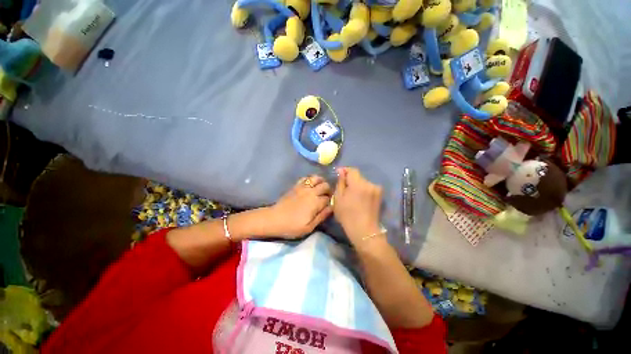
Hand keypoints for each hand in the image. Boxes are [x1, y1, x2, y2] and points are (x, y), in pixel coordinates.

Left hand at [266, 175, 332, 238]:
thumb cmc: (292, 226)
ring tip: (320, 188)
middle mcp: (311, 192)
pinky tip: (310, 185)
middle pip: (325, 185)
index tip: (329, 205)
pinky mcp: (296, 186)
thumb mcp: (309, 227)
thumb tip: (331, 207)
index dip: (331, 201)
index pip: (329, 198)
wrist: (274, 219)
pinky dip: (311, 179)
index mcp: (316, 203)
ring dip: (321, 182)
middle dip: (328, 190)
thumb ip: (322, 216)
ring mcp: (303, 187)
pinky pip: (306, 178)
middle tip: (326, 196)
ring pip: (316, 178)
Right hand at [333, 168, 383, 245]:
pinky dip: (363, 190)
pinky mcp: (379, 194)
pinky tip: (360, 199)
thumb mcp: (338, 198)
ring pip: (363, 182)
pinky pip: (368, 187)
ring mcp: (376, 189)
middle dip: (350, 180)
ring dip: (357, 185)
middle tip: (344, 189)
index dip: (344, 171)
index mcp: (358, 184)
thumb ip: (340, 182)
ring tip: (352, 196)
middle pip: (358, 176)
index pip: (352, 170)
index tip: (339, 176)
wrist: (364, 230)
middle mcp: (369, 183)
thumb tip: (341, 171)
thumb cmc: (347, 215)